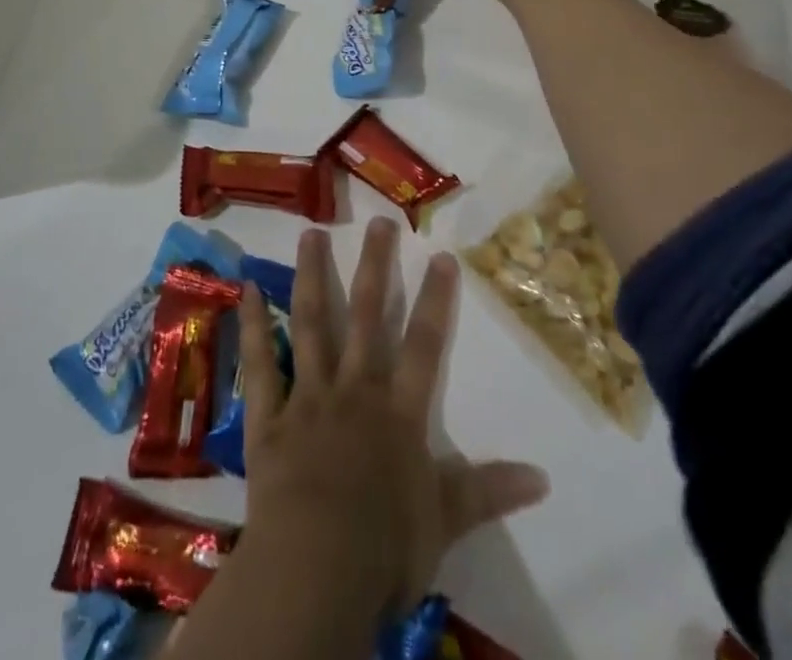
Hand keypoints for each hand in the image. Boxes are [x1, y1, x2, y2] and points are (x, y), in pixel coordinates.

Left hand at [236, 219, 549, 616]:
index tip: (440, 254)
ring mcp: (307, 397)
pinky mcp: (268, 416)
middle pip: (366, 317)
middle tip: (378, 222)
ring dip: (312, 277)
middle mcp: (354, 390)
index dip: (434, 299)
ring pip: (311, 324)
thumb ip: (488, 491)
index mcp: (397, 413)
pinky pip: (260, 364)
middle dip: (374, 268)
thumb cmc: (385, 549)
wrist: (316, 568)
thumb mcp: (445, 522)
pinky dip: (253, 327)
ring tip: (311, 234)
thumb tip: (544, 477)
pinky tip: (246, 291)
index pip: (424, 345)